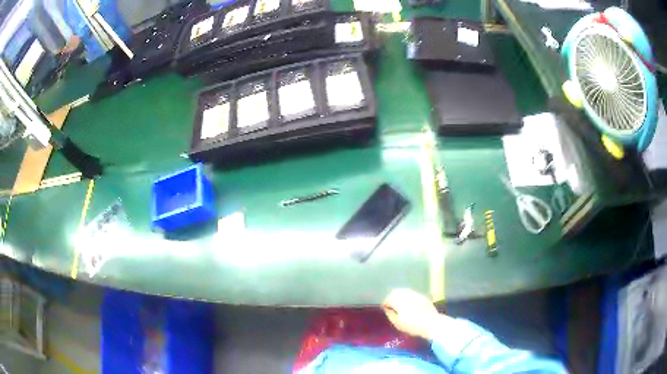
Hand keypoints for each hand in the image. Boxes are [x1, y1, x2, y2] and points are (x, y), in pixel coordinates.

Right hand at [382, 289, 439, 339]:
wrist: (431, 323)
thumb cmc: (412, 325)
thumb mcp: (397, 323)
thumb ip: (390, 314)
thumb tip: (388, 308)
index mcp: (398, 301)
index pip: (388, 299)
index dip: (385, 304)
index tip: (384, 309)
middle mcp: (406, 294)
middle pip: (395, 292)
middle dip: (391, 297)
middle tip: (390, 305)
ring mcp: (415, 294)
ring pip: (404, 291)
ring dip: (399, 296)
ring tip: (399, 304)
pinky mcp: (422, 296)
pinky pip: (412, 293)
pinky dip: (408, 297)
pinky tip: (409, 303)